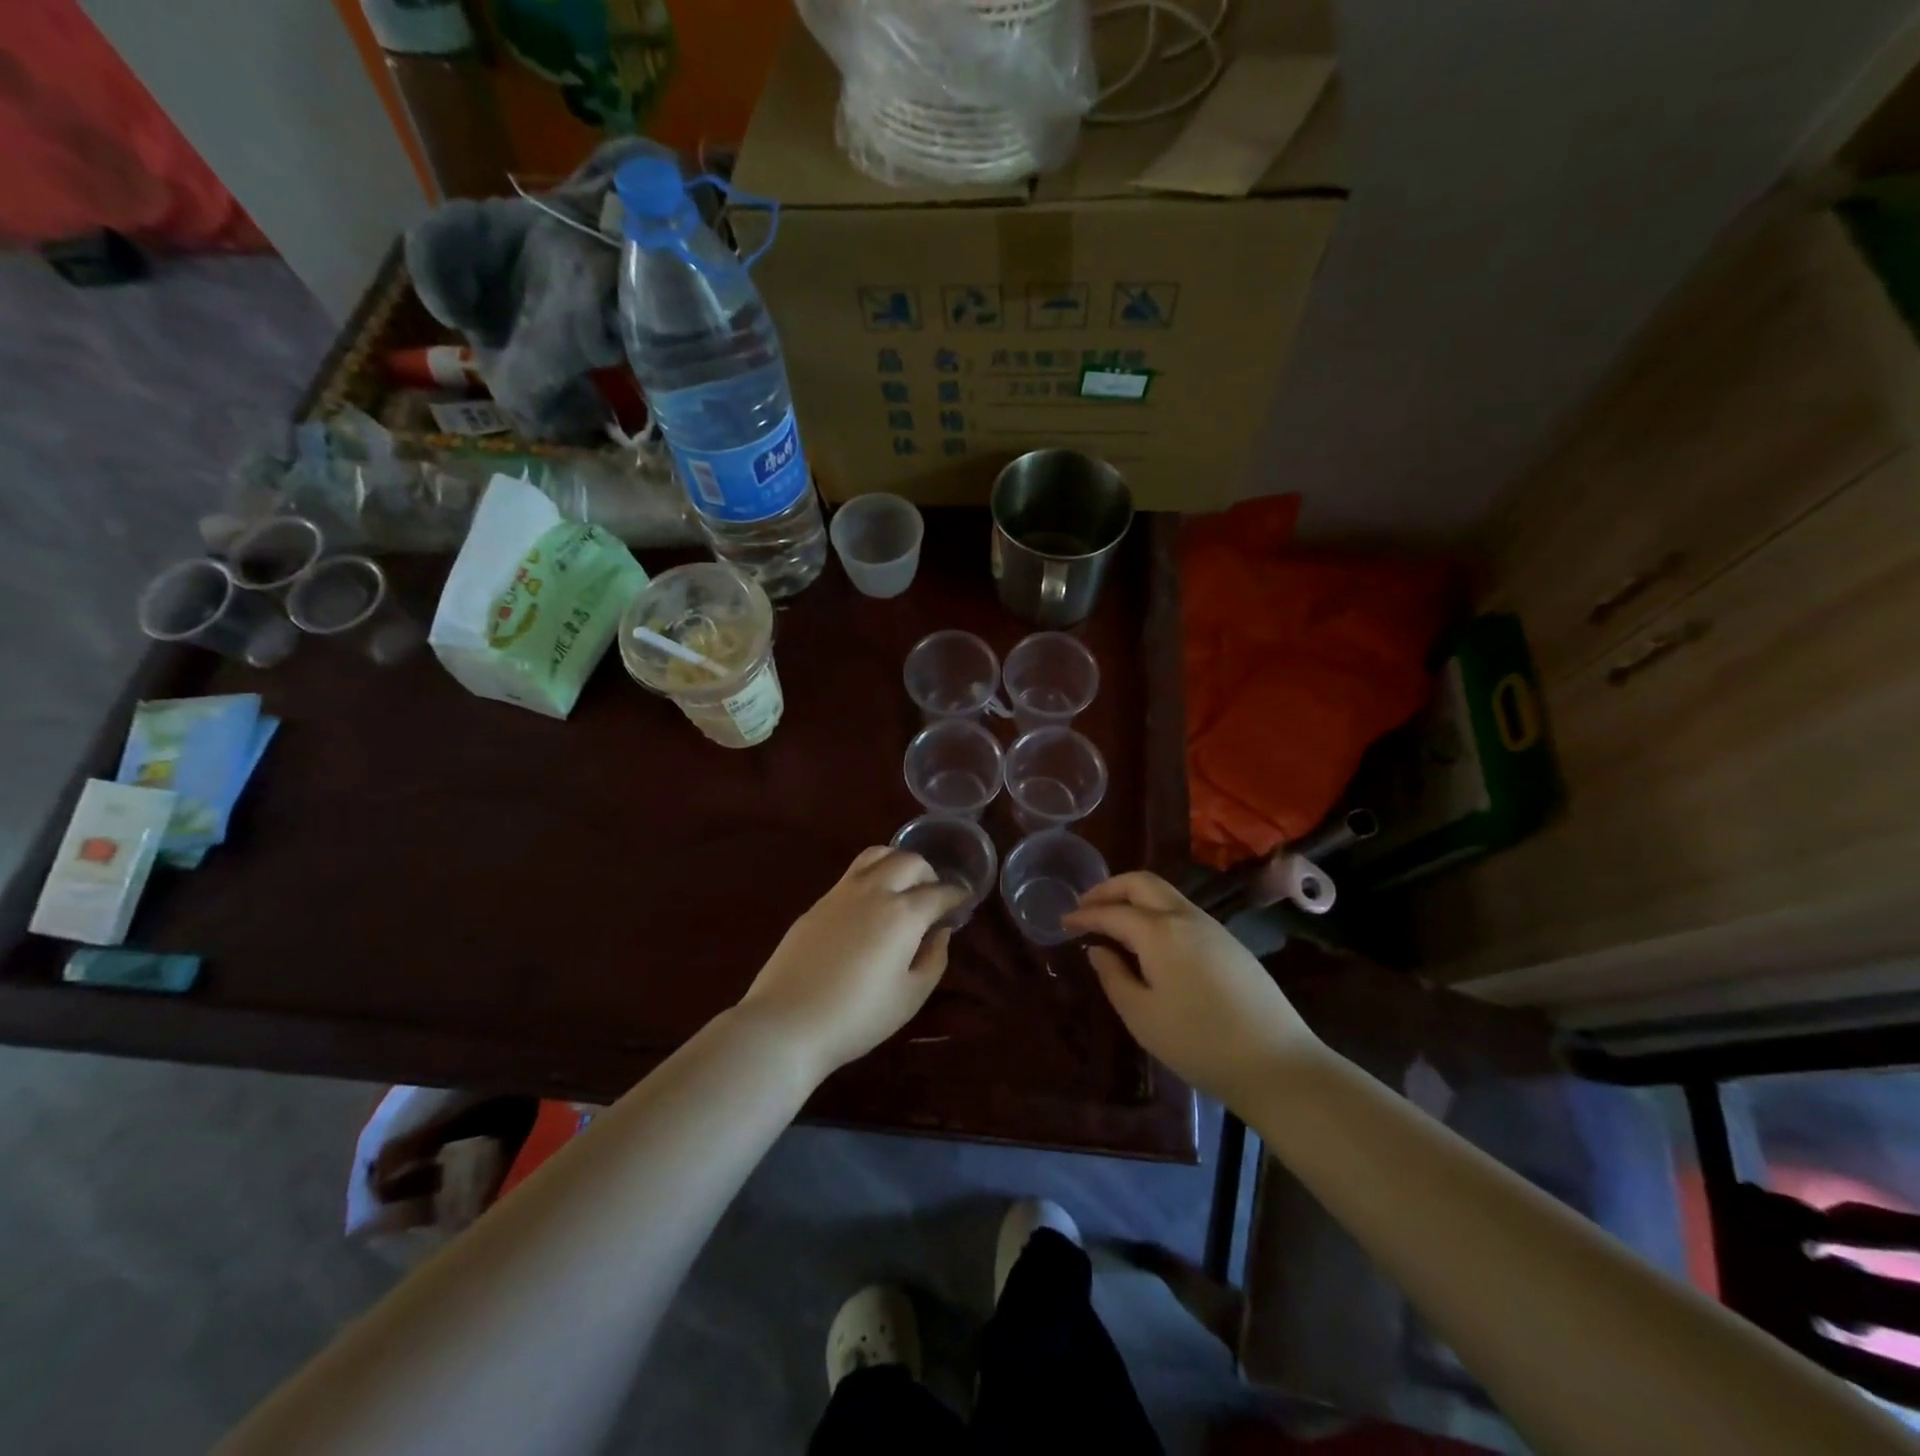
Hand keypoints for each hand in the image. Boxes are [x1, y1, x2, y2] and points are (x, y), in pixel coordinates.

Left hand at [735, 847, 966, 1080]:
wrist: (788, 1022)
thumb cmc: (857, 1017)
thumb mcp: (911, 996)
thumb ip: (934, 958)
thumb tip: (941, 932)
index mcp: (904, 913)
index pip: (940, 892)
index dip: (957, 895)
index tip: (964, 902)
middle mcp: (875, 891)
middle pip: (909, 861)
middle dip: (929, 874)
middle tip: (933, 897)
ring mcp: (842, 892)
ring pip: (877, 855)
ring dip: (898, 863)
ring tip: (902, 887)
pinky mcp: (818, 902)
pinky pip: (853, 873)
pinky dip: (872, 875)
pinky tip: (871, 903)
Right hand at [1062, 872, 1323, 1107]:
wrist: (1276, 1063)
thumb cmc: (1199, 1042)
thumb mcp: (1142, 1016)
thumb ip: (1114, 977)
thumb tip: (1098, 950)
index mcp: (1160, 932)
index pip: (1112, 912)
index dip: (1085, 914)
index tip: (1064, 921)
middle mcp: (1186, 917)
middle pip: (1142, 883)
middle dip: (1109, 888)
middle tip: (1086, 906)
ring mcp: (1212, 927)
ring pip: (1165, 894)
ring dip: (1134, 897)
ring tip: (1113, 920)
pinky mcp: (1229, 942)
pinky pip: (1183, 911)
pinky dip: (1156, 912)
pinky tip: (1149, 939)